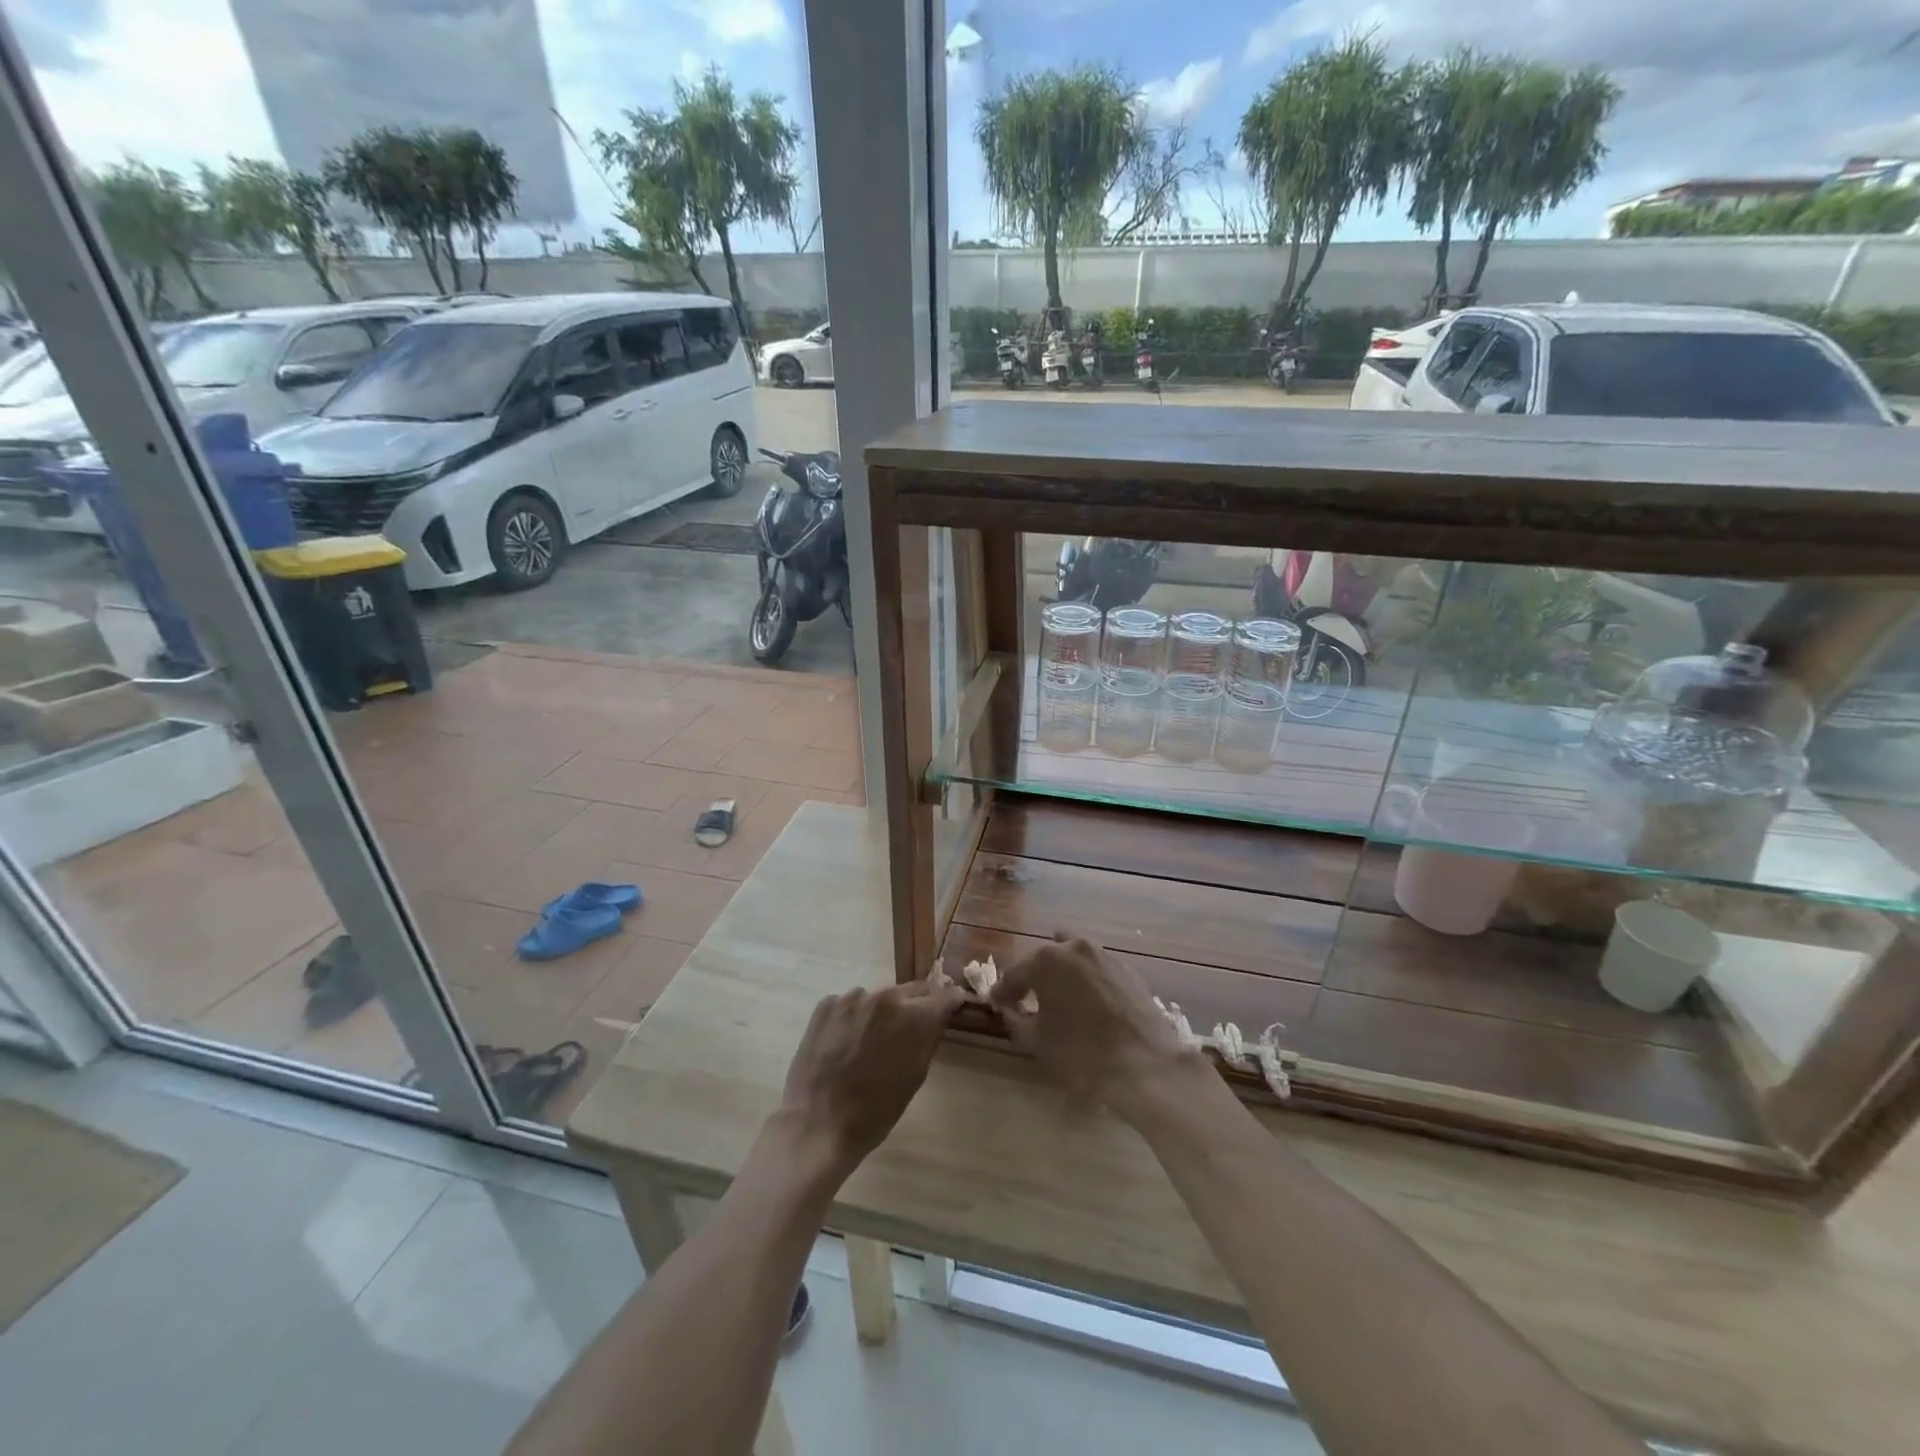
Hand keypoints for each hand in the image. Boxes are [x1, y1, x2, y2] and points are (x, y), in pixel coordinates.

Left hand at [777, 980, 962, 1180]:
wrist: (819, 1123)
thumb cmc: (876, 1110)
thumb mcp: (915, 1076)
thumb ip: (929, 1038)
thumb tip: (938, 1016)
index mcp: (915, 1017)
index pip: (945, 995)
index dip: (950, 1001)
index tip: (952, 1006)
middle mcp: (886, 997)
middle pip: (912, 991)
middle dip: (915, 1005)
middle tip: (908, 1029)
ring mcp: (853, 997)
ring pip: (878, 997)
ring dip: (880, 1012)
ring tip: (868, 1041)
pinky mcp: (826, 1003)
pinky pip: (850, 1004)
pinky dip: (853, 1017)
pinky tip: (844, 1042)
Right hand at [988, 933, 1194, 1117]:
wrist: (1145, 1065)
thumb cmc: (1082, 1054)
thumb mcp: (1036, 1041)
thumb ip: (1015, 1019)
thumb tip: (1009, 1009)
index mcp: (1046, 960)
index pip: (1014, 974)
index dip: (1003, 992)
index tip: (995, 1005)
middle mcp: (1074, 947)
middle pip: (1044, 960)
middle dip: (1032, 979)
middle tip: (1025, 1002)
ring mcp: (1104, 955)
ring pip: (1073, 958)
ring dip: (1061, 974)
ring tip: (1058, 1000)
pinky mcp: (1128, 969)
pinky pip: (1096, 969)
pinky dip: (1086, 981)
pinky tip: (1087, 1005)